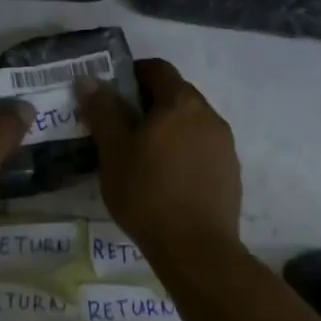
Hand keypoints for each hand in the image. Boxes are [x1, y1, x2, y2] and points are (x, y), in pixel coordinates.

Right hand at [76, 59, 240, 263]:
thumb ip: (102, 110)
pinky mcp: (232, 172)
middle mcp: (208, 114)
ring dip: (168, 128)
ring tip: (143, 155)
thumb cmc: (148, 193)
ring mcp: (224, 144)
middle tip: (121, 126)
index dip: (132, 74)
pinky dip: (184, 151)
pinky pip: (203, 148)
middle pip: (175, 93)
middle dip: (148, 103)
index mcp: (180, 101)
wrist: (197, 251)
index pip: (157, 68)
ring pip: (190, 122)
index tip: (111, 95)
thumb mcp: (113, 151)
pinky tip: (167, 179)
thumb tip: (88, 79)